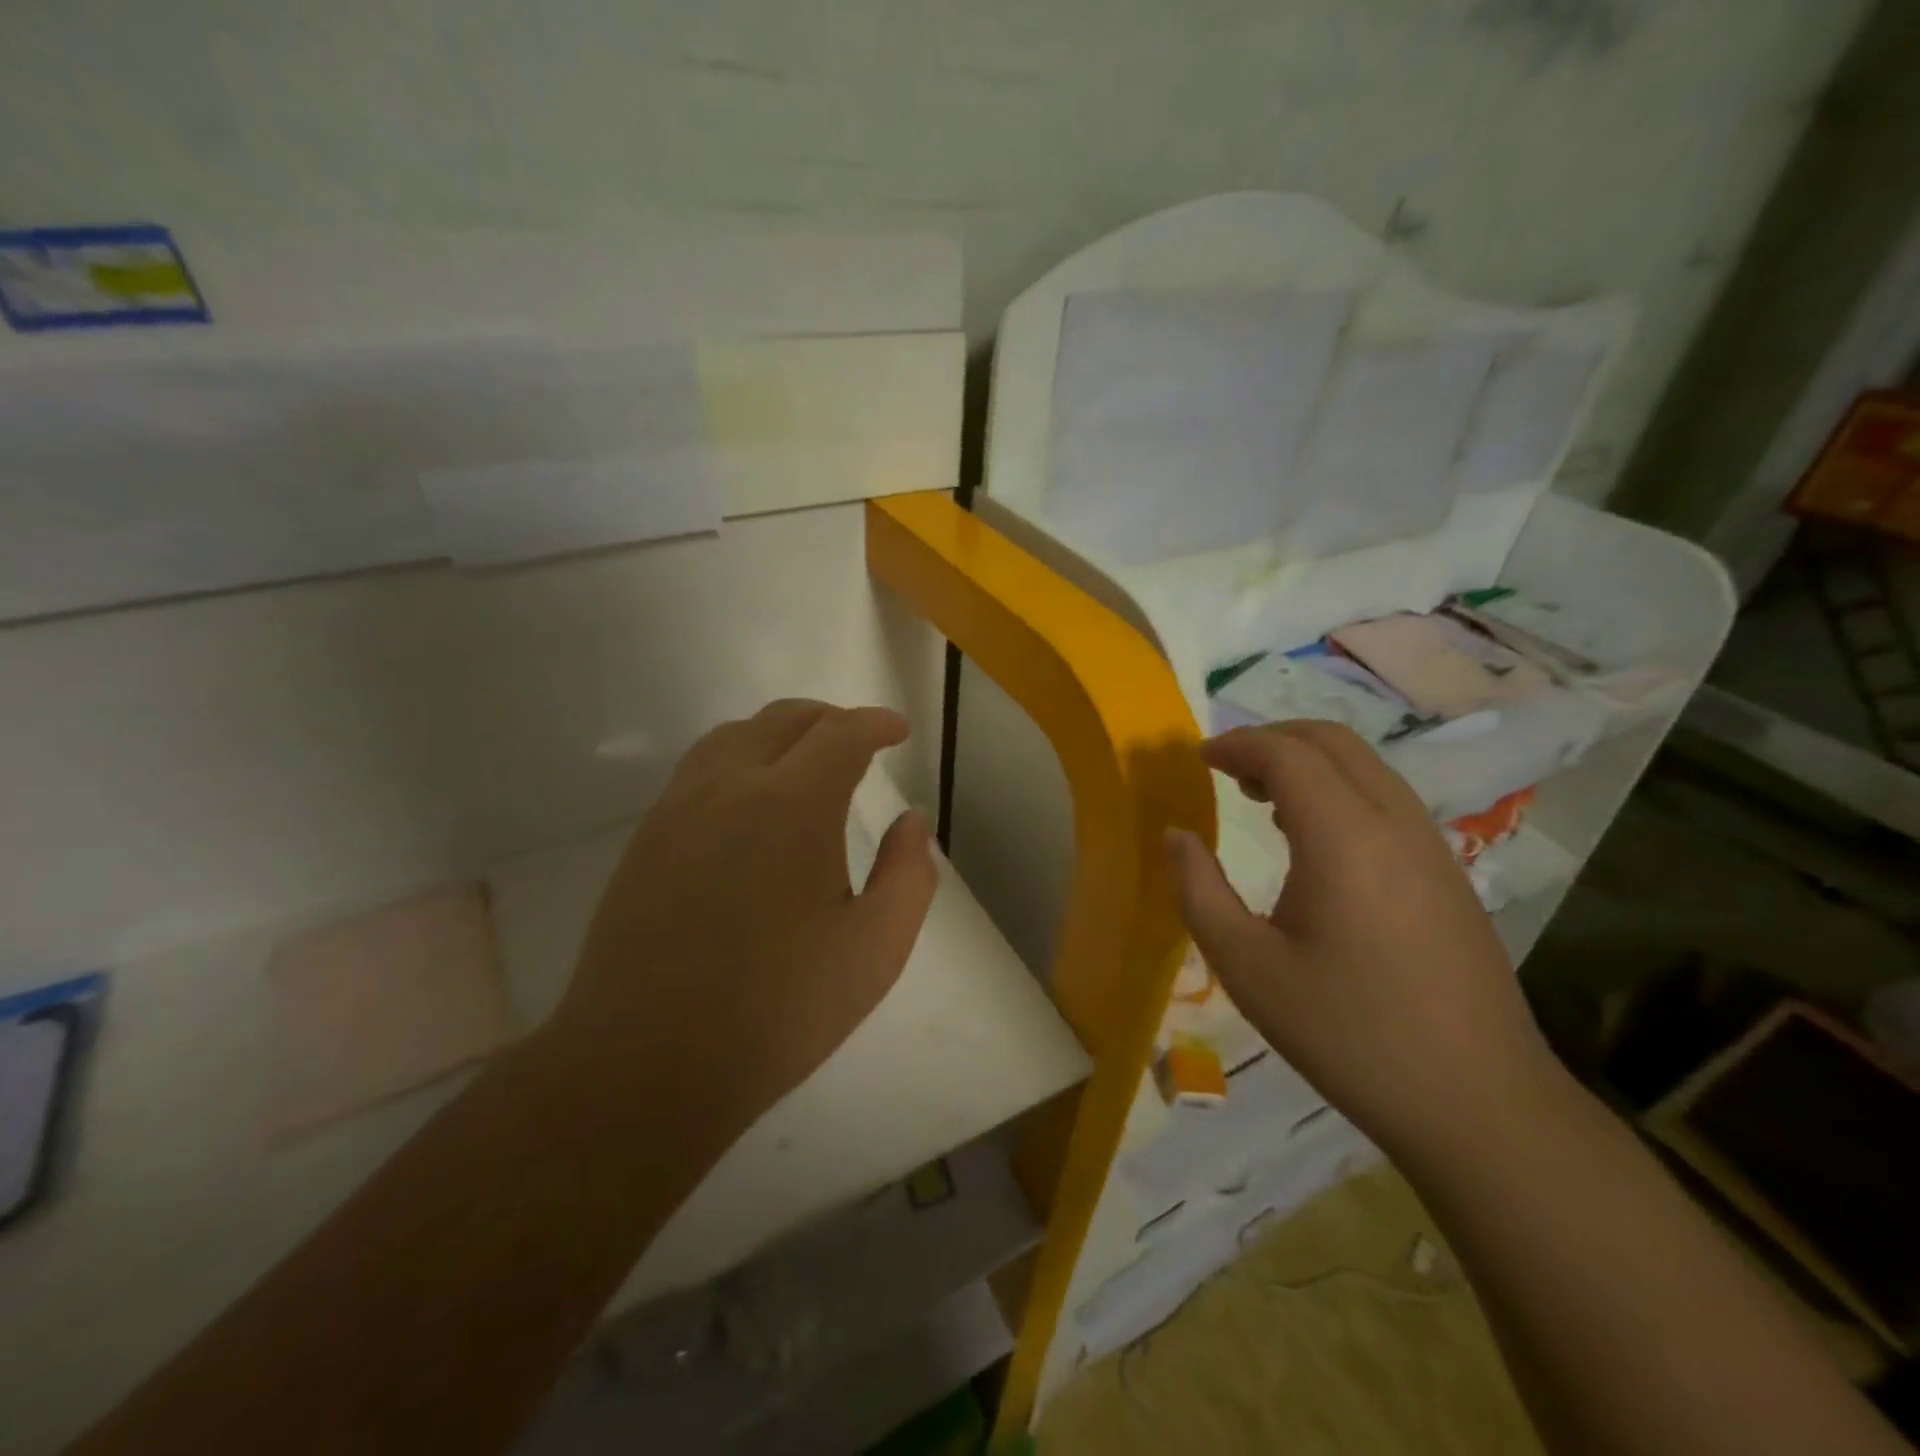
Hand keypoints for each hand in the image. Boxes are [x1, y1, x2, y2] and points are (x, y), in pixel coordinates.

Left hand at [556, 700, 936, 1125]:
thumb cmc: (777, 1010)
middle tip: (859, 740)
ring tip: (805, 761)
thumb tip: (912, 822)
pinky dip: (738, 760)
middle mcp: (730, 787)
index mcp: (792, 805)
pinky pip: (698, 770)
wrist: (645, 1064)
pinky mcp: (646, 840)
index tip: (897, 730)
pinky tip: (749, 803)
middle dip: (830, 719)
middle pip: (783, 719)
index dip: (875, 723)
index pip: (840, 733)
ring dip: (778, 733)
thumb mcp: (875, 949)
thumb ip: (908, 875)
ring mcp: (678, 810)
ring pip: (732, 736)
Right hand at [1166, 720, 1560, 1158]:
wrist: (1478, 1102)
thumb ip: (1199, 890)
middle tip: (1228, 770)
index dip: (1237, 744)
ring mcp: (1432, 846)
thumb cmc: (1347, 1032)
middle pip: (1334, 743)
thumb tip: (1176, 835)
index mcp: (1344, 837)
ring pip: (1367, 767)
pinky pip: (1388, 800)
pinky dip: (1341, 791)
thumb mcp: (1247, 966)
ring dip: (1310, 764)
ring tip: (1262, 800)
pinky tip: (1315, 842)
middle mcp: (1395, 824)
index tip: (1198, 758)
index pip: (1287, 754)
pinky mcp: (1449, 874)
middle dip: (1274, 740)